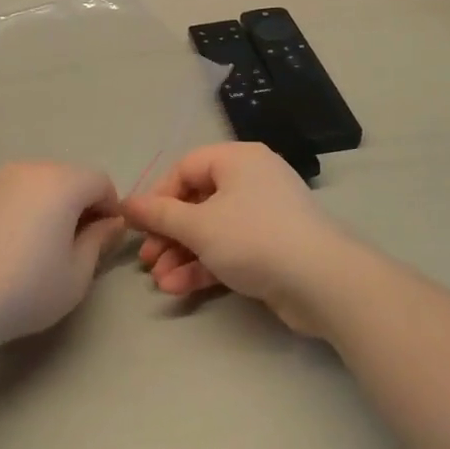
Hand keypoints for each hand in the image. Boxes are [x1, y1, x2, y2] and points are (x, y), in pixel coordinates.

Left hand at [0, 162, 123, 348]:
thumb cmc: (25, 289)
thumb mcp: (76, 275)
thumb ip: (98, 241)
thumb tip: (111, 223)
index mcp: (61, 183)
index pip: (100, 181)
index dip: (110, 208)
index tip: (104, 240)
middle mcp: (29, 169)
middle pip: (67, 177)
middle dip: (79, 204)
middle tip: (74, 246)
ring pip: (36, 183)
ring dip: (48, 205)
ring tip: (38, 247)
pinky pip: (8, 194)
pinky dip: (18, 210)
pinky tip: (7, 246)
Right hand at [123, 143, 366, 337]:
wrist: (323, 282)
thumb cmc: (255, 238)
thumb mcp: (199, 225)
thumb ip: (160, 214)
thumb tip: (126, 203)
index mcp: (237, 160)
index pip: (185, 168)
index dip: (158, 196)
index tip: (139, 225)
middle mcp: (251, 180)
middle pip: (197, 201)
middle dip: (169, 233)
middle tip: (148, 259)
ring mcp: (264, 216)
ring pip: (212, 229)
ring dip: (183, 254)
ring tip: (161, 281)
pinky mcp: (272, 247)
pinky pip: (230, 249)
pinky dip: (205, 265)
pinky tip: (180, 288)